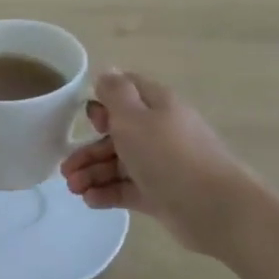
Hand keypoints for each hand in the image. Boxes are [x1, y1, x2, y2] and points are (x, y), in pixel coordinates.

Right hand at [60, 71, 253, 254]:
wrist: (213, 207)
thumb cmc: (168, 155)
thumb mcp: (134, 117)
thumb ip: (115, 93)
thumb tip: (106, 71)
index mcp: (157, 105)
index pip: (126, 91)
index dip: (102, 102)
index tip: (85, 120)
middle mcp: (159, 131)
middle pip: (117, 133)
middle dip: (88, 149)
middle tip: (65, 169)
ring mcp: (160, 164)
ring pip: (119, 163)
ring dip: (92, 173)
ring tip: (73, 189)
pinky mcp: (160, 193)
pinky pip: (127, 188)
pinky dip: (107, 192)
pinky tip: (89, 200)